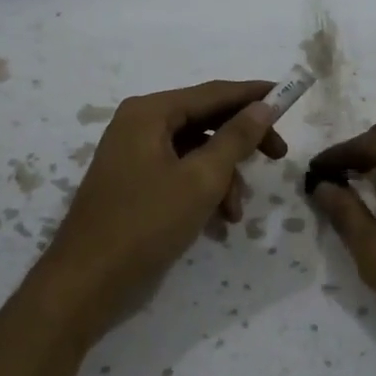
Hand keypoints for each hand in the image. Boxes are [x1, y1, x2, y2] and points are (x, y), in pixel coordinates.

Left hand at [36, 80, 285, 329]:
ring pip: (196, 151)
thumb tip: (264, 106)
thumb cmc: (146, 223)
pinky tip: (219, 221)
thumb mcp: (201, 179)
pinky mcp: (135, 184)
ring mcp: (134, 155)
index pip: (213, 93)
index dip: (253, 94)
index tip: (289, 96)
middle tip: (279, 156)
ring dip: (224, 177)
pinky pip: (180, 173)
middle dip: (242, 143)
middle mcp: (139, 125)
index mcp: (150, 112)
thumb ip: (236, 138)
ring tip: (235, 213)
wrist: (87, 282)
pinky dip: (203, 191)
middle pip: (205, 121)